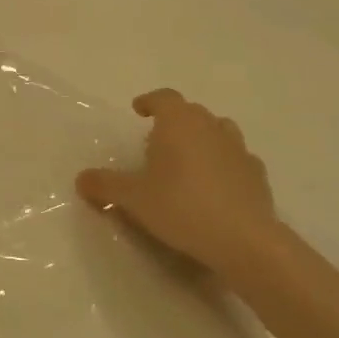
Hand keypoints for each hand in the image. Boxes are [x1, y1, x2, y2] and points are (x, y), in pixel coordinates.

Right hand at [77, 89, 277, 270]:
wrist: (243, 240)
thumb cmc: (181, 207)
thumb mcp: (132, 198)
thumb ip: (105, 185)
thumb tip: (81, 179)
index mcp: (179, 123)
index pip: (164, 98)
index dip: (149, 101)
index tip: (138, 110)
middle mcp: (211, 127)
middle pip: (191, 112)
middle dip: (174, 122)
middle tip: (156, 143)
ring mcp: (239, 150)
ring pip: (218, 131)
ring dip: (202, 139)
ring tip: (187, 161)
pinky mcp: (257, 175)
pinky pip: (236, 160)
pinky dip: (223, 165)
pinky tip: (214, 187)